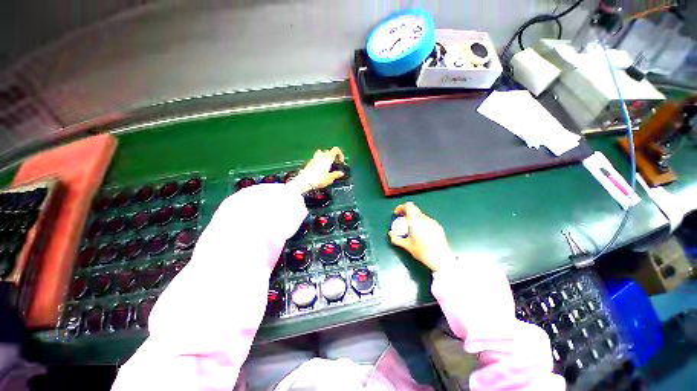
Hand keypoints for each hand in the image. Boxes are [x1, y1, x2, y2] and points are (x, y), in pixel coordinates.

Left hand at [289, 147, 344, 193]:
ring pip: (322, 154)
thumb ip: (336, 174)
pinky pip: (316, 159)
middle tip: (335, 164)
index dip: (340, 154)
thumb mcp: (330, 178)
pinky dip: (320, 161)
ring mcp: (314, 158)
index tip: (340, 162)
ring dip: (325, 158)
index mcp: (328, 158)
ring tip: (327, 166)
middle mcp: (321, 156)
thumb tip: (341, 173)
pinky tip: (320, 170)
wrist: (304, 181)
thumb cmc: (318, 179)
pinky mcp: (309, 162)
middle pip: (329, 151)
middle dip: (333, 157)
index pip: (335, 149)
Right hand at [388, 202, 453, 271]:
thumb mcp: (407, 246)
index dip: (401, 207)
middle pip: (414, 209)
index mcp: (416, 221)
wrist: (441, 259)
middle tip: (402, 221)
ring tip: (411, 228)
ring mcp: (432, 222)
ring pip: (420, 215)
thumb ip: (396, 238)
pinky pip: (427, 220)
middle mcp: (424, 219)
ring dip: (414, 218)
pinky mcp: (438, 227)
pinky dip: (421, 222)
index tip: (397, 214)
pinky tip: (421, 233)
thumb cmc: (423, 252)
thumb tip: (390, 233)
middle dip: (406, 213)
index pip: (408, 205)